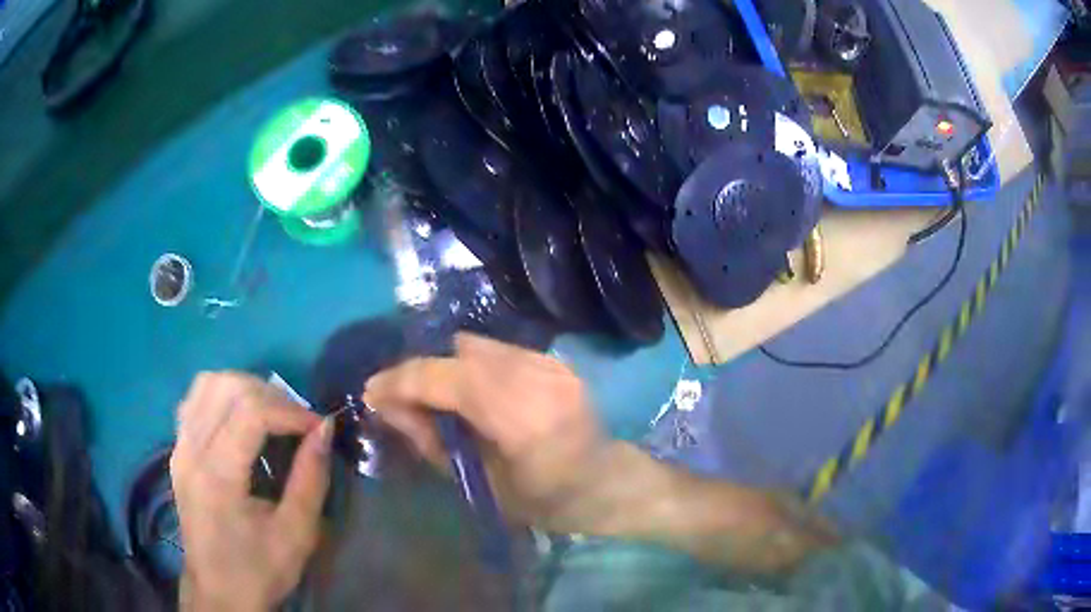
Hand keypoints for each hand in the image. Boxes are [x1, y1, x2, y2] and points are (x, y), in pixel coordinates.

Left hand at [171, 372, 331, 611]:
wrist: (218, 592)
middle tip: (297, 421)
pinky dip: (223, 396)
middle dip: (270, 394)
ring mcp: (179, 447)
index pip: (250, 412)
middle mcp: (190, 451)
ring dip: (245, 388)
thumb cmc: (259, 570)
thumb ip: (311, 478)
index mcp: (217, 476)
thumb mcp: (296, 534)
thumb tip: (325, 429)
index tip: (317, 428)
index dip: (289, 411)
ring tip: (272, 414)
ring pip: (207, 384)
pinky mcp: (177, 450)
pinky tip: (241, 419)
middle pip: (226, 386)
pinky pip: (195, 400)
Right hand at [362, 334, 609, 532]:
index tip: (370, 391)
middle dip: (420, 372)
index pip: (448, 379)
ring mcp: (550, 362)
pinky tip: (468, 394)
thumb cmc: (545, 501)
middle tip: (398, 400)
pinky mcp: (554, 358)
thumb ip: (430, 441)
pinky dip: (471, 366)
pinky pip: (496, 351)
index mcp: (524, 418)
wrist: (607, 482)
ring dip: (445, 367)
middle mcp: (539, 377)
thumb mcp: (481, 484)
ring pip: (475, 345)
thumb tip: (386, 407)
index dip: (403, 381)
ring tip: (433, 398)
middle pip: (458, 353)